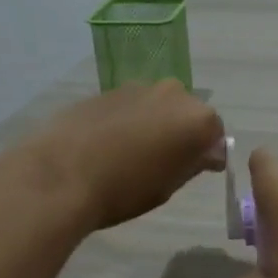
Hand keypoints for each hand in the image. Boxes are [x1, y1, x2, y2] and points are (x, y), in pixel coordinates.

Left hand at [17, 81, 224, 231]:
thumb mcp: (168, 186)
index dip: (208, 153)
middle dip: (182, 133)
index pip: (216, 134)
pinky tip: (111, 144)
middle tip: (166, 162)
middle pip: (188, 113)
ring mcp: (138, 87)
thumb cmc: (124, 189)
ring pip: (158, 106)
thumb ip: (193, 164)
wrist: (61, 174)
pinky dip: (130, 120)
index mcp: (197, 119)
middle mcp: (173, 93)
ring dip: (155, 124)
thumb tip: (207, 153)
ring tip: (135, 154)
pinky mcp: (108, 90)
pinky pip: (131, 105)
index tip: (196, 171)